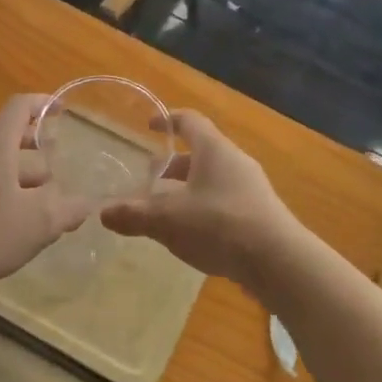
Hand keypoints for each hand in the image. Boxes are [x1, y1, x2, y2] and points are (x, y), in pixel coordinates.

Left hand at [0, 95, 88, 294]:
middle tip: (60, 173)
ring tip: (41, 201)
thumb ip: (69, 209)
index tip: (63, 111)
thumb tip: (86, 203)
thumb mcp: (40, 222)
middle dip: (38, 151)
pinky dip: (2, 186)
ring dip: (21, 173)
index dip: (44, 103)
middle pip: (10, 135)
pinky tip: (13, 217)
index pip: (20, 106)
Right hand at [102, 111, 305, 287]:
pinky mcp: (260, 214)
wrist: (278, 261)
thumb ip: (134, 215)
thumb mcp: (168, 220)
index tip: (150, 126)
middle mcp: (235, 161)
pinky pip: (225, 201)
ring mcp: (251, 187)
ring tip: (166, 211)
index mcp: (214, 149)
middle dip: (173, 165)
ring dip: (188, 190)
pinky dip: (205, 208)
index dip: (168, 120)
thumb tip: (103, 213)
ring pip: (213, 179)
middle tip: (150, 180)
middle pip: (200, 153)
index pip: (190, 121)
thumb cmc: (219, 225)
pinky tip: (193, 234)